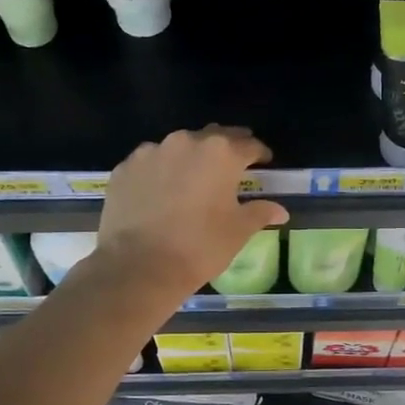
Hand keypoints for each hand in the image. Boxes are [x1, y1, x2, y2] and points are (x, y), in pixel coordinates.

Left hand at [93, 126, 288, 304]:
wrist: (139, 267)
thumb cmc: (199, 247)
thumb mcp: (238, 231)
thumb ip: (260, 212)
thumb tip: (279, 210)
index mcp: (221, 153)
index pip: (248, 145)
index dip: (259, 153)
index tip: (264, 162)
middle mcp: (186, 142)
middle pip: (213, 138)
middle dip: (225, 149)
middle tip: (231, 165)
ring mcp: (151, 152)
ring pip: (178, 148)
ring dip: (190, 159)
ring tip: (192, 181)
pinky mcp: (125, 168)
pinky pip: (150, 164)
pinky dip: (160, 172)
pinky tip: (160, 193)